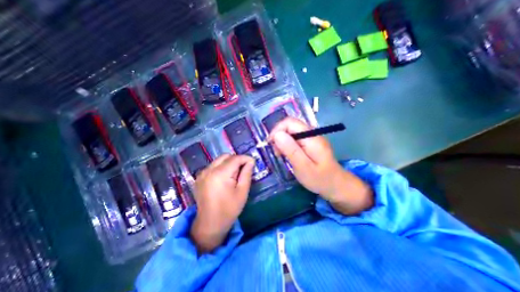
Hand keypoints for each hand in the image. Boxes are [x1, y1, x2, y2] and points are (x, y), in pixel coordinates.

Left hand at [190, 153, 254, 252]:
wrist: (209, 224)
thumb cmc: (229, 209)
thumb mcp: (242, 192)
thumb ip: (246, 174)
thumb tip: (251, 161)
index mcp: (220, 174)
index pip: (235, 158)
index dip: (245, 158)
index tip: (253, 162)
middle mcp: (209, 170)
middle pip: (226, 156)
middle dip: (237, 160)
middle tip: (244, 169)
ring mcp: (202, 173)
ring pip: (219, 160)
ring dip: (229, 163)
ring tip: (235, 175)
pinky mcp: (199, 177)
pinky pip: (213, 166)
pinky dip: (221, 167)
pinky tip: (225, 178)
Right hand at [270, 118, 371, 215]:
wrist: (337, 186)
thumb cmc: (320, 179)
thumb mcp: (303, 167)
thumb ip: (291, 150)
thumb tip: (277, 134)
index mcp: (311, 137)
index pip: (290, 122)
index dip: (277, 129)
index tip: (271, 143)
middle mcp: (312, 133)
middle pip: (290, 125)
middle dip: (279, 136)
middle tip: (276, 152)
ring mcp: (312, 138)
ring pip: (292, 132)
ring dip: (282, 141)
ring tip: (280, 155)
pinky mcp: (310, 143)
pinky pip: (295, 138)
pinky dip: (288, 144)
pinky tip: (287, 154)